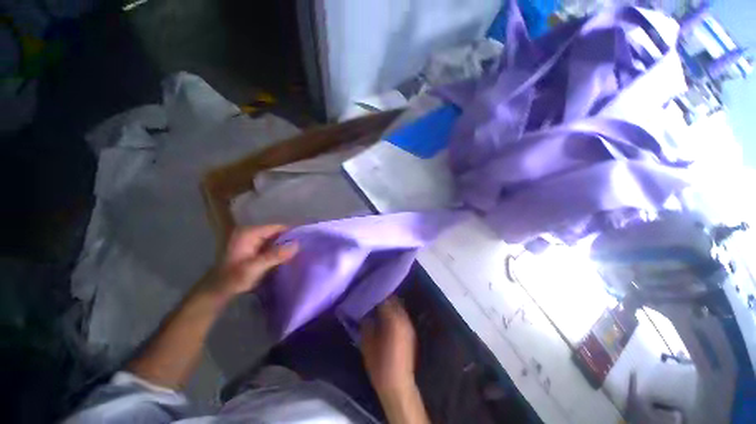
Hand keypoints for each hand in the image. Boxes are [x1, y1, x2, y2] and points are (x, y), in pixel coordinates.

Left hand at [207, 225, 297, 299]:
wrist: (218, 290)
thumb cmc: (233, 278)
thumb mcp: (255, 267)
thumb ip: (275, 255)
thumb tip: (297, 244)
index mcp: (249, 232)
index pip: (277, 227)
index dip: (292, 232)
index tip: (306, 239)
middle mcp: (251, 232)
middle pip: (277, 232)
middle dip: (290, 240)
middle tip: (305, 247)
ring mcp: (252, 240)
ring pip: (275, 239)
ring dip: (286, 246)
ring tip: (300, 251)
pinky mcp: (255, 248)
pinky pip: (272, 245)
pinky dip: (280, 250)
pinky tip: (289, 256)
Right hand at [360, 296, 416, 391]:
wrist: (398, 384)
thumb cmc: (379, 365)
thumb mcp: (367, 343)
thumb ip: (366, 323)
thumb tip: (365, 312)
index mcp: (392, 320)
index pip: (384, 300)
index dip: (375, 296)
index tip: (367, 294)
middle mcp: (403, 319)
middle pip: (393, 300)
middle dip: (383, 298)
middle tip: (372, 299)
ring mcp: (409, 325)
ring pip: (399, 306)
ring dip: (389, 304)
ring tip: (378, 306)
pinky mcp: (411, 332)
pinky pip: (402, 315)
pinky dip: (394, 312)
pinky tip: (386, 317)